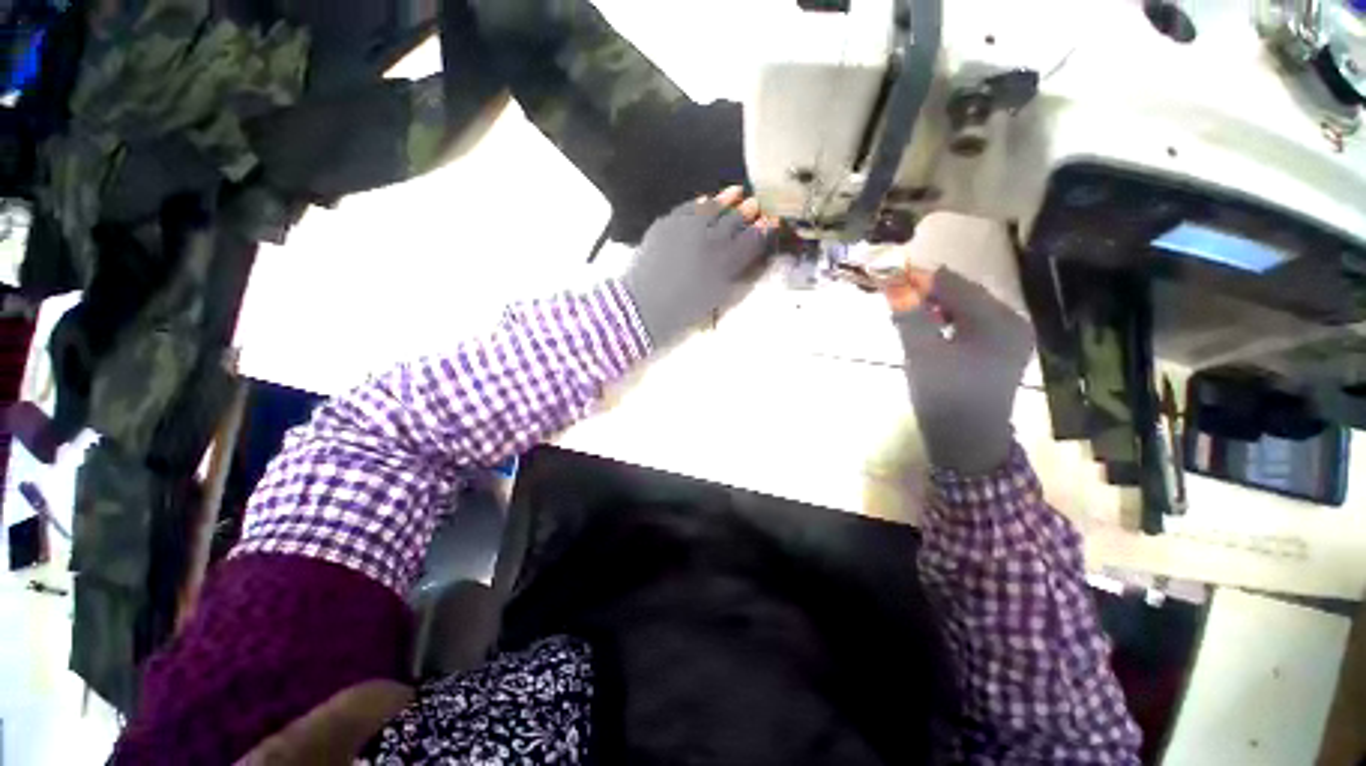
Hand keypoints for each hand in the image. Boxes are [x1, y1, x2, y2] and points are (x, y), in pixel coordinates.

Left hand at [623, 187, 773, 348]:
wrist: (644, 305)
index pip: (751, 241)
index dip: (763, 230)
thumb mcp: (718, 296)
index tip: (772, 220)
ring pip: (712, 208)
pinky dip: (700, 203)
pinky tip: (706, 199)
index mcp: (725, 263)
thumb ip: (736, 274)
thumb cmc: (684, 309)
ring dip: (726, 199)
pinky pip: (688, 207)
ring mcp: (686, 228)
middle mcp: (709, 239)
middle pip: (734, 221)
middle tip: (756, 203)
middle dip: (747, 211)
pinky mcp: (665, 224)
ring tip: (736, 191)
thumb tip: (751, 256)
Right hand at [886, 267, 1033, 474]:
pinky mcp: (1001, 351)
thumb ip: (909, 316)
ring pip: (966, 309)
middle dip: (928, 294)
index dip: (920, 279)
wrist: (968, 442)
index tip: (889, 279)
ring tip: (908, 316)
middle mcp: (1012, 322)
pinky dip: (946, 322)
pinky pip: (971, 325)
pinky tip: (929, 331)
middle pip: (963, 294)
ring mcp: (1010, 337)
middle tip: (895, 300)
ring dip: (935, 308)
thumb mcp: (921, 354)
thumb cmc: (944, 397)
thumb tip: (893, 283)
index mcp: (999, 320)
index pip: (955, 284)